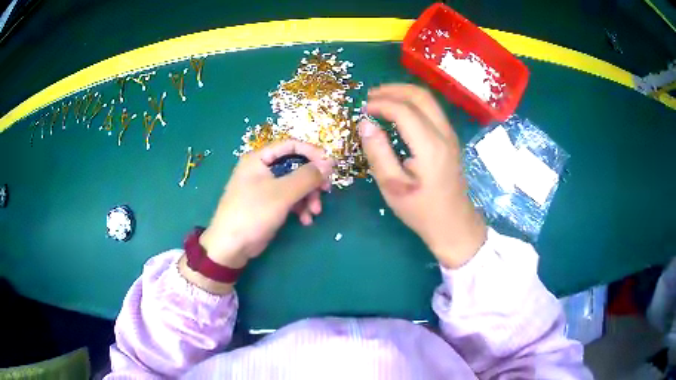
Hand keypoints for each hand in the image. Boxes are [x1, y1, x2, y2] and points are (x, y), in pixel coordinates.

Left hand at [181, 140, 333, 291]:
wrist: (231, 246)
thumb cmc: (253, 213)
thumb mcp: (282, 193)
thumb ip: (306, 177)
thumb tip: (328, 164)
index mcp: (259, 158)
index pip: (291, 145)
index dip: (313, 152)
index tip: (331, 165)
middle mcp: (262, 169)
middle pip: (295, 166)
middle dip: (312, 181)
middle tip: (326, 191)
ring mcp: (265, 187)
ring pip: (295, 184)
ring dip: (308, 197)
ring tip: (314, 212)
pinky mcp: (268, 204)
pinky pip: (289, 199)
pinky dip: (300, 207)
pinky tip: (305, 220)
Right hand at [359, 84, 486, 268]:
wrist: (454, 224)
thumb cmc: (421, 210)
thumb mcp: (393, 187)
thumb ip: (378, 153)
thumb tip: (365, 123)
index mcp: (430, 146)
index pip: (404, 110)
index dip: (381, 104)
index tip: (362, 109)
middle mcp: (444, 134)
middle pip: (420, 96)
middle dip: (393, 90)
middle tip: (370, 96)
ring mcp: (450, 134)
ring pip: (428, 100)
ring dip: (404, 93)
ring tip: (381, 99)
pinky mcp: (450, 139)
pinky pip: (432, 110)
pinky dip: (413, 103)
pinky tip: (398, 112)